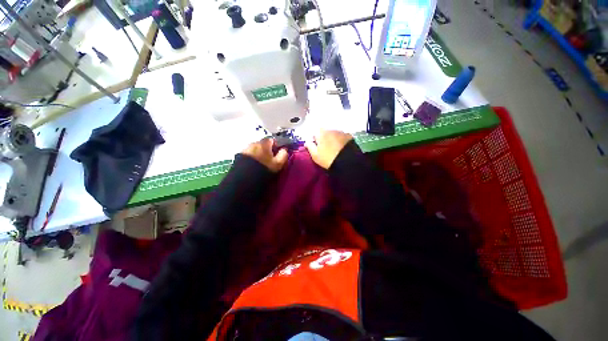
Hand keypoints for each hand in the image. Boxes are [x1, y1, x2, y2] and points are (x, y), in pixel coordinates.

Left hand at [242, 138, 288, 172]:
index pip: (272, 140)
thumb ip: (283, 155)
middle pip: (263, 144)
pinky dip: (251, 159)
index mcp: (264, 143)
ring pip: (255, 150)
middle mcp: (253, 143)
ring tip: (260, 164)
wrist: (244, 179)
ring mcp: (245, 149)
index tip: (278, 154)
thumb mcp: (278, 164)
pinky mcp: (238, 156)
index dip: (277, 147)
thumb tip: (284, 150)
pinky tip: (252, 166)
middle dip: (267, 150)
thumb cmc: (264, 169)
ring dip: (258, 154)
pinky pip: (248, 155)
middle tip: (269, 160)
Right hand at [305, 130, 352, 168]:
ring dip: (333, 139)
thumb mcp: (315, 155)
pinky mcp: (349, 136)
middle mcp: (331, 129)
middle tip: (325, 150)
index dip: (315, 140)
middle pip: (325, 133)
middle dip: (324, 139)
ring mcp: (341, 132)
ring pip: (334, 134)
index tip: (316, 148)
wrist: (347, 162)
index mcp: (321, 133)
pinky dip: (341, 141)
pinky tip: (341, 149)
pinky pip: (342, 137)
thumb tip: (307, 141)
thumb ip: (309, 146)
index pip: (315, 133)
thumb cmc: (328, 159)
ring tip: (334, 150)